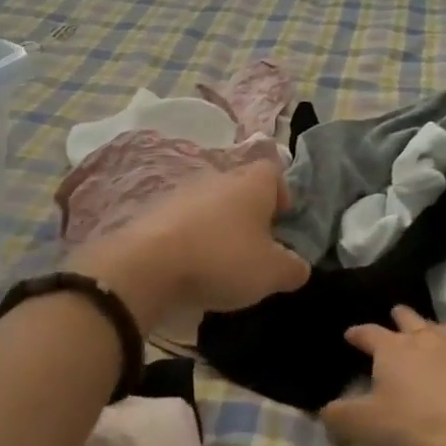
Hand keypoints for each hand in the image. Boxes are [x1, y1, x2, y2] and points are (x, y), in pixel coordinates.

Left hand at [69, 162, 309, 326]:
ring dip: (219, 230)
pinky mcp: (154, 215)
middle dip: (251, 218)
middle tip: (256, 252)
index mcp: (251, 183)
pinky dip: (192, 242)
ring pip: (211, 207)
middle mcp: (217, 179)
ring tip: (222, 266)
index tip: (284, 226)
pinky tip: (192, 270)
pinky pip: (184, 225)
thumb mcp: (272, 272)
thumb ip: (293, 268)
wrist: (148, 266)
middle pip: (241, 191)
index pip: (274, 173)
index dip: (283, 196)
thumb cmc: (222, 259)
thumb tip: (297, 266)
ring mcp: (181, 194)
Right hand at [319, 306, 445, 445]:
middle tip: (393, 320)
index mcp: (392, 347)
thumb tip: (326, 410)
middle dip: (398, 318)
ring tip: (426, 337)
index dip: (357, 333)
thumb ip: (338, 415)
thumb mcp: (363, 426)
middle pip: (409, 319)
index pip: (368, 332)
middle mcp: (425, 340)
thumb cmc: (412, 427)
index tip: (349, 335)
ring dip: (430, 330)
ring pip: (441, 329)